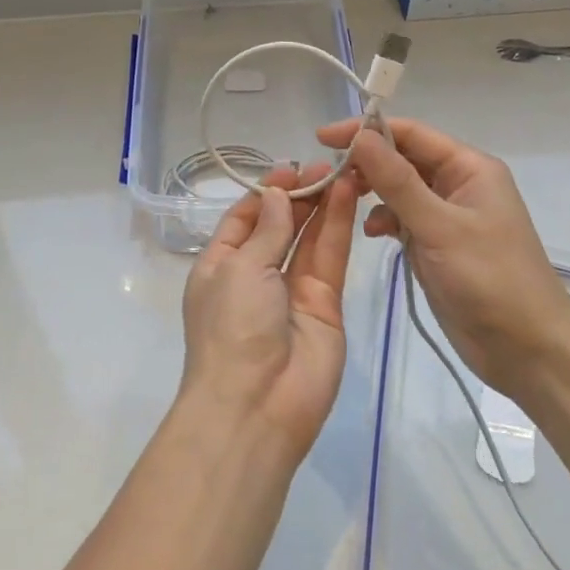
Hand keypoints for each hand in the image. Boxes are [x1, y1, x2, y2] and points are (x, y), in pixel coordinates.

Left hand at [178, 163, 359, 460]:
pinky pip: (329, 258)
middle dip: (299, 195)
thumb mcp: (239, 269)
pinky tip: (348, 195)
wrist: (256, 406)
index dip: (268, 192)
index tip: (292, 168)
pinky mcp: (325, 304)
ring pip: (309, 237)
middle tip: (326, 164)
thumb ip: (266, 230)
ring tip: (343, 170)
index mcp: (221, 265)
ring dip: (323, 204)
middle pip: (280, 225)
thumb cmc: (232, 328)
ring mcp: (292, 290)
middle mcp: (256, 275)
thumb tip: (277, 194)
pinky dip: (338, 226)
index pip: (245, 218)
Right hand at [317, 117, 569, 398]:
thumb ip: (397, 181)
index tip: (323, 139)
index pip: (410, 133)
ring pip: (400, 189)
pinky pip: (403, 218)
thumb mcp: (440, 227)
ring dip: (373, 192)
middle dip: (367, 163)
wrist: (528, 350)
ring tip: (344, 202)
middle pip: (403, 158)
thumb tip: (359, 135)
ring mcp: (448, 215)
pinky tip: (372, 233)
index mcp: (469, 167)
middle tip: (328, 176)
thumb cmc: (490, 279)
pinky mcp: (438, 244)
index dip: (366, 130)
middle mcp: (458, 183)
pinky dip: (384, 220)